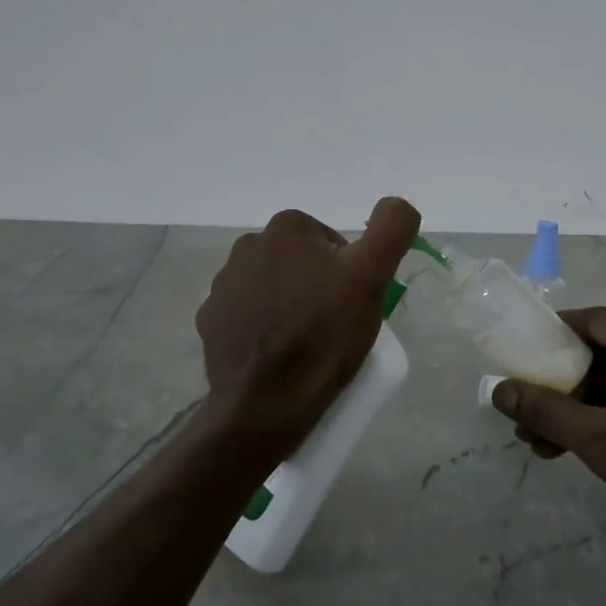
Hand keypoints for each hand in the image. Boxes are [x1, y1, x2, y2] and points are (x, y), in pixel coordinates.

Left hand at [196, 198, 420, 455]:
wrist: (267, 402)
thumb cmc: (323, 333)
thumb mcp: (371, 276)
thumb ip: (391, 228)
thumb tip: (395, 203)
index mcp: (286, 228)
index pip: (332, 244)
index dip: (348, 272)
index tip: (350, 303)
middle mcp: (248, 246)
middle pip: (302, 263)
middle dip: (318, 287)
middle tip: (334, 326)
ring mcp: (223, 285)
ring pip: (274, 287)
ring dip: (290, 305)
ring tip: (306, 344)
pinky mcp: (211, 321)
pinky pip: (247, 315)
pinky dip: (263, 328)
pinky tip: (277, 354)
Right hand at [490, 308, 605, 565]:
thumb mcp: (600, 442)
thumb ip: (546, 411)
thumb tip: (498, 391)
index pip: (595, 321)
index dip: (552, 334)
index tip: (519, 354)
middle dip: (563, 383)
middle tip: (525, 408)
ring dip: (581, 406)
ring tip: (539, 440)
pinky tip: (574, 446)